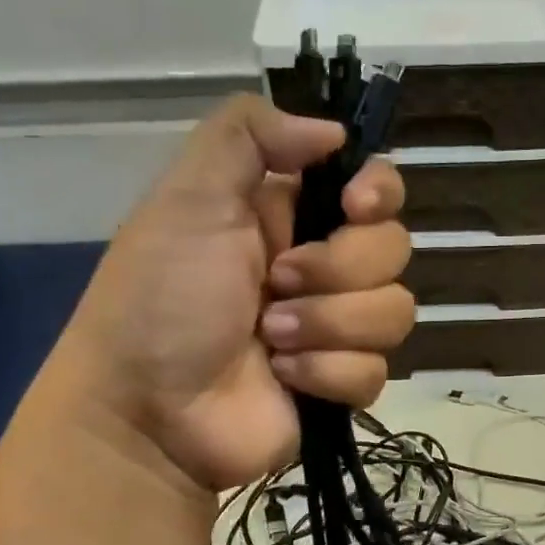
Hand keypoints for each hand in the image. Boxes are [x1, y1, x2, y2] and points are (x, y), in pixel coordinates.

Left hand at [54, 95, 412, 492]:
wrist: (149, 411)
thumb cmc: (162, 298)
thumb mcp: (188, 198)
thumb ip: (248, 136)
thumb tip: (334, 132)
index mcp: (289, 215)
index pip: (374, 188)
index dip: (379, 193)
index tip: (355, 207)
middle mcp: (321, 267)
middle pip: (393, 249)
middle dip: (337, 270)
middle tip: (277, 284)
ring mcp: (335, 329)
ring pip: (394, 312)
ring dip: (328, 325)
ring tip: (271, 339)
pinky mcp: (341, 384)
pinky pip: (376, 371)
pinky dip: (326, 373)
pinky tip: (283, 379)